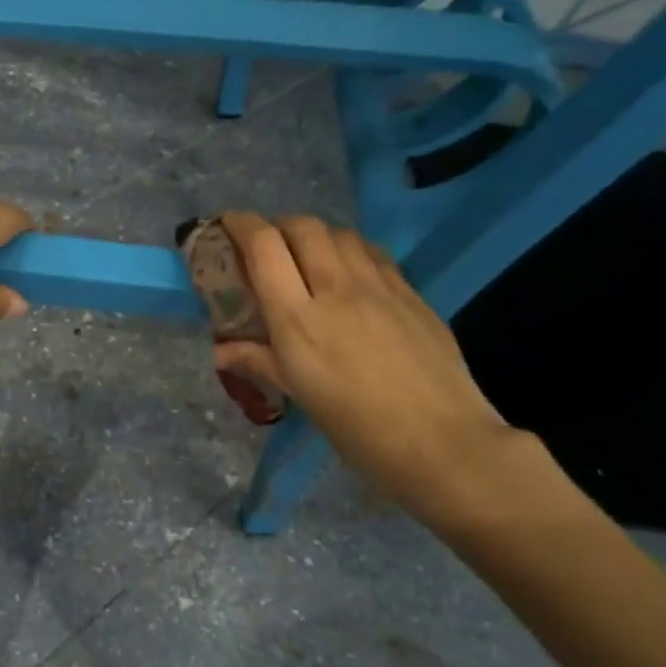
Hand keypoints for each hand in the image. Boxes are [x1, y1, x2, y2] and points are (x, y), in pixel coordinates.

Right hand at [214, 212, 519, 514]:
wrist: (444, 443)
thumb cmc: (358, 429)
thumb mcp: (300, 397)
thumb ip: (259, 362)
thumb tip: (221, 351)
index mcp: (298, 319)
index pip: (264, 247)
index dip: (240, 225)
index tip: (226, 224)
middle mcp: (336, 288)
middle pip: (302, 227)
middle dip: (276, 225)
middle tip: (264, 245)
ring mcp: (379, 286)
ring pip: (339, 233)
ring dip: (313, 233)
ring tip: (304, 254)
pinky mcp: (411, 293)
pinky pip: (371, 252)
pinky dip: (348, 248)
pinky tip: (347, 269)